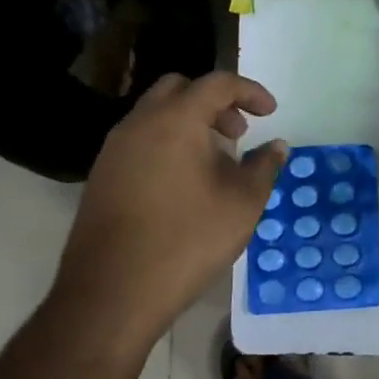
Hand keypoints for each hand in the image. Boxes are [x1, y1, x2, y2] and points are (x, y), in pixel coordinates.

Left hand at [52, 72, 287, 350]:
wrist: (111, 294)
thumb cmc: (186, 241)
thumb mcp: (242, 204)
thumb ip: (264, 167)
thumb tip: (276, 146)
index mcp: (176, 120)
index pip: (217, 84)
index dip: (250, 92)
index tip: (270, 112)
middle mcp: (140, 123)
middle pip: (180, 89)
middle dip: (214, 102)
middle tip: (238, 133)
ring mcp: (115, 149)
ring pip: (156, 114)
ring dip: (189, 123)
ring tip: (215, 161)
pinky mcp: (102, 176)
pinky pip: (140, 140)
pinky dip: (167, 143)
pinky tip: (184, 184)